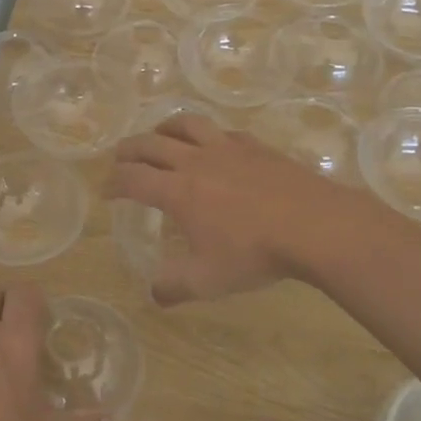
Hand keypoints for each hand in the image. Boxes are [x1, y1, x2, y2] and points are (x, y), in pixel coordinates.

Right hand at [108, 112, 372, 304]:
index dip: (113, 183)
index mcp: (178, 191)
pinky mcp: (255, 146)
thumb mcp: (208, 280)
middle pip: (151, 144)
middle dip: (129, 149)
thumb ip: (175, 287)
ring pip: (186, 125)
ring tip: (159, 135)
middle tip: (120, 157)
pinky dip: (207, 134)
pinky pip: (222, 131)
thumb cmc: (255, 253)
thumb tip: (154, 295)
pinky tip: (214, 143)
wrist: (314, 225)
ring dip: (164, 128)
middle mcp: (195, 161)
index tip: (106, 191)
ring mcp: (227, 149)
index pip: (133, 179)